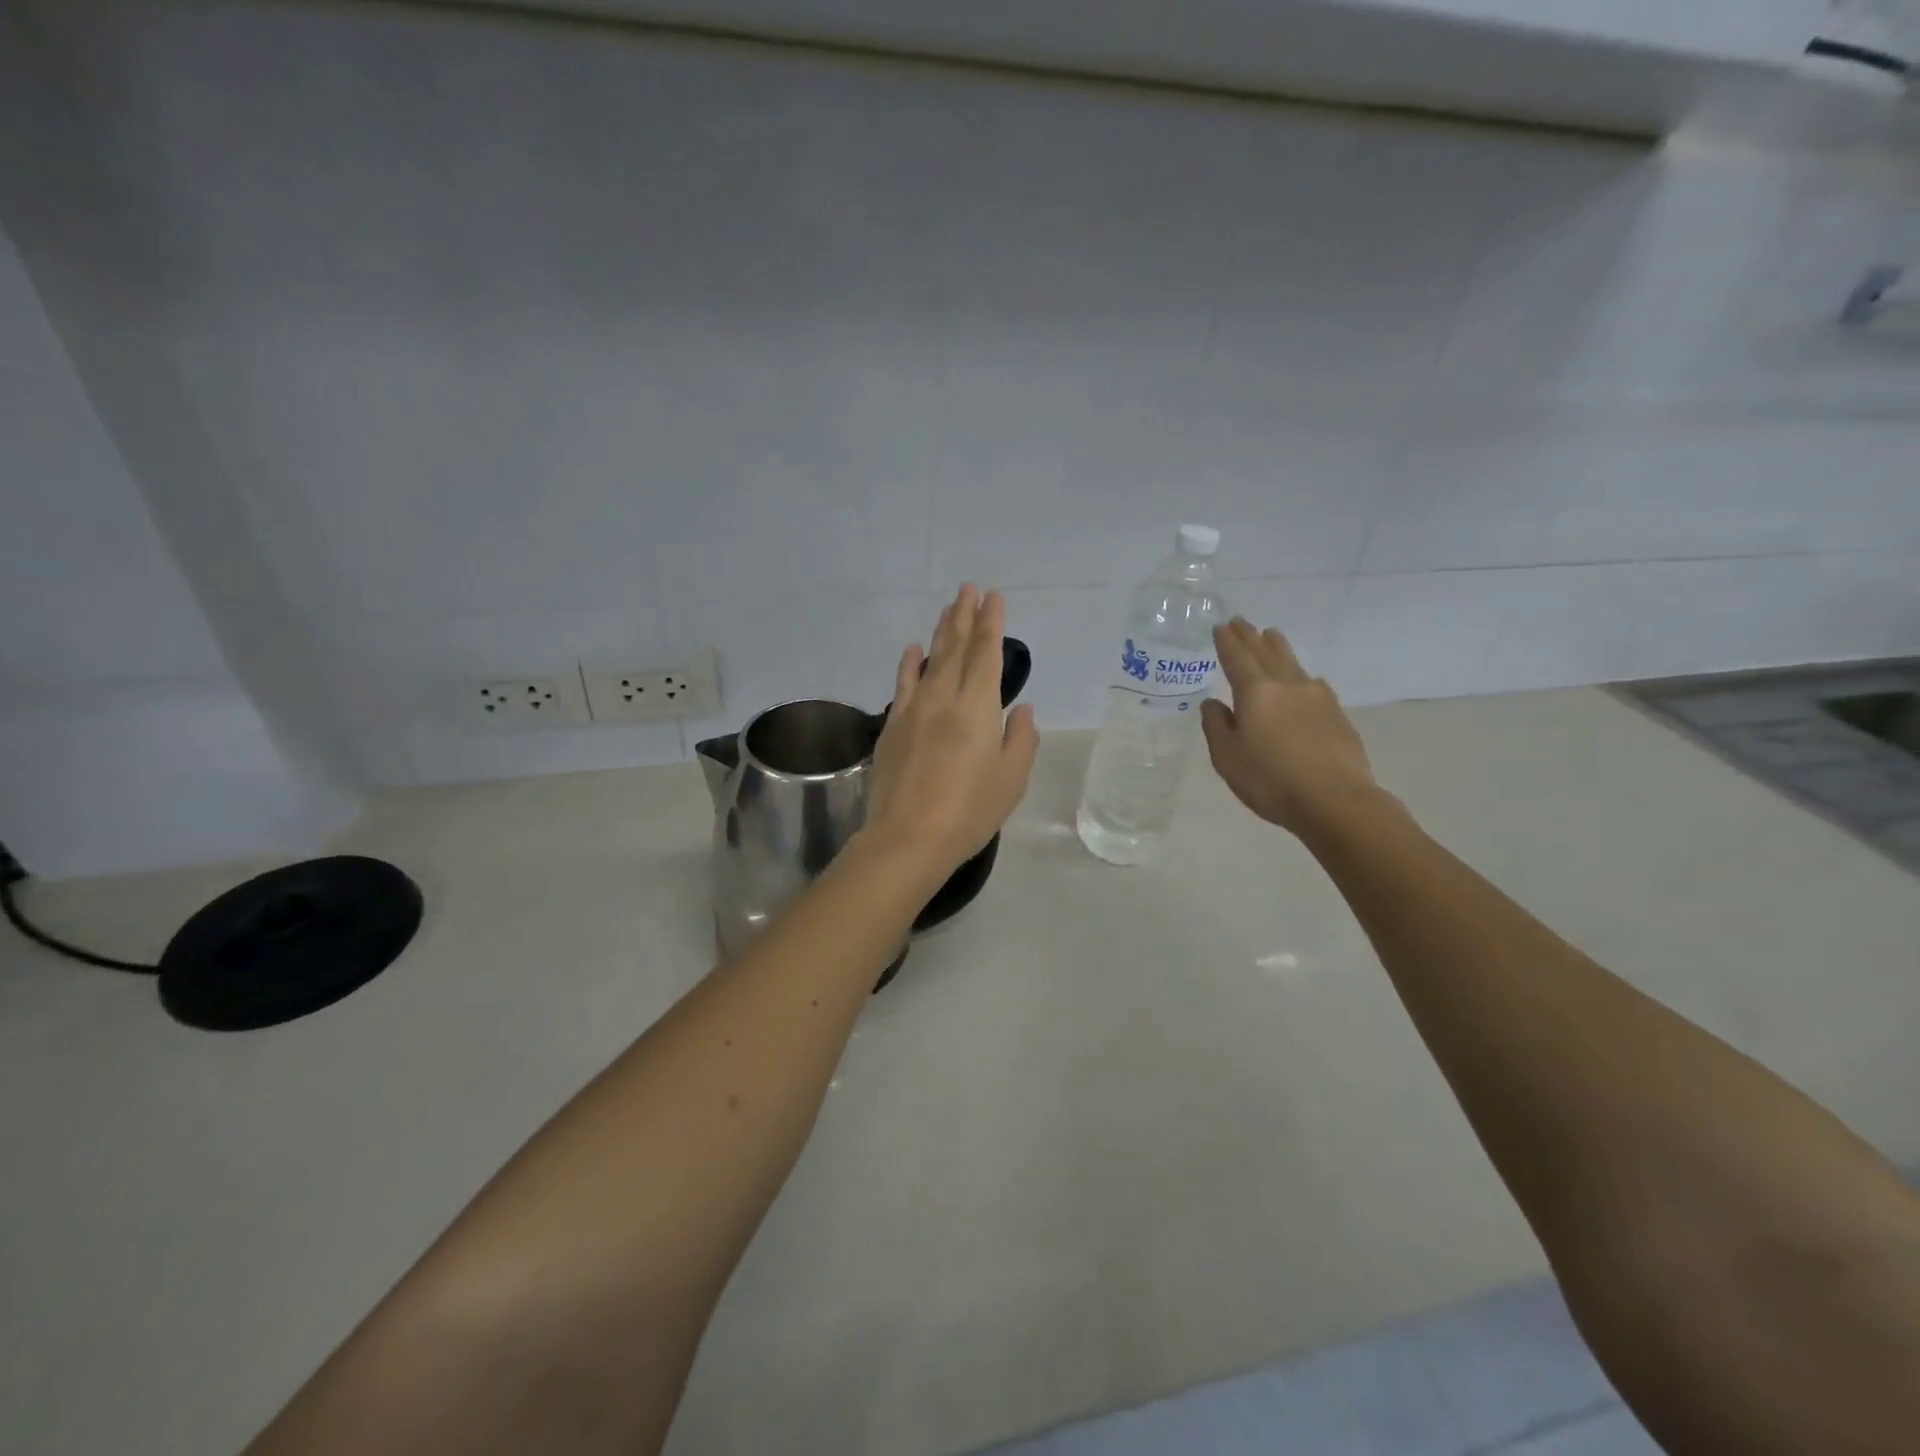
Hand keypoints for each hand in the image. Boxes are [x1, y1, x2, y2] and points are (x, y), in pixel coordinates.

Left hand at [865, 586, 1039, 875]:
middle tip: (968, 590)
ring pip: (930, 660)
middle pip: (956, 648)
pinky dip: (908, 664)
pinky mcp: (893, 726)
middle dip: (964, 616)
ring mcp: (914, 710)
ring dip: (940, 632)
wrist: (908, 837)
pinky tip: (911, 650)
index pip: (987, 654)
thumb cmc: (969, 811)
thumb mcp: (1011, 779)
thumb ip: (1021, 739)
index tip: (993, 598)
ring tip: (947, 608)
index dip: (991, 623)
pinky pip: (903, 685)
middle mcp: (944, 698)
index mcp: (978, 707)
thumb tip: (1021, 709)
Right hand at [1199, 619, 1388, 839]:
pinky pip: (1312, 683)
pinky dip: (1299, 674)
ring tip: (1272, 635)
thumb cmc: (1270, 781)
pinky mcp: (1337, 714)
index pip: (1237, 659)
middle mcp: (1287, 686)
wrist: (1335, 801)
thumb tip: (1213, 703)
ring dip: (1278, 647)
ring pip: (1292, 663)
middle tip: (1240, 621)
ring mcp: (1317, 698)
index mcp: (1256, 693)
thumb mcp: (1227, 758)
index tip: (1220, 626)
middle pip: (1266, 653)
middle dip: (1251, 637)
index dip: (1227, 642)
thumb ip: (1217, 726)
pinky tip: (1303, 680)